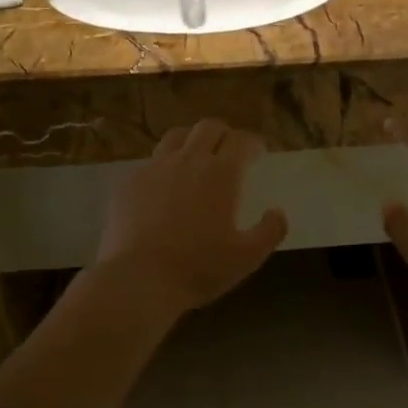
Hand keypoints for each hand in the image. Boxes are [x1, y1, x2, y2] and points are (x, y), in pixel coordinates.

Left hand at [96, 120, 287, 316]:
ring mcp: (155, 168)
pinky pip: (151, 161)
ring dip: (192, 141)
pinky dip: (165, 165)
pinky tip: (165, 185)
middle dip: (224, 134)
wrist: (138, 279)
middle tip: (229, 151)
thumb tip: (278, 212)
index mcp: (222, 174)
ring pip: (176, 136)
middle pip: (209, 127)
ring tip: (195, 159)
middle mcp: (188, 160)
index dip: (253, 143)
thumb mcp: (247, 257)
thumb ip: (270, 231)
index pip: (242, 140)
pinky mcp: (129, 181)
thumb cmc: (198, 268)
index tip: (257, 153)